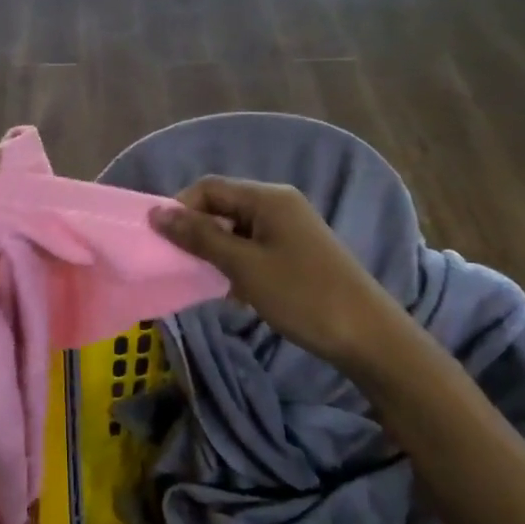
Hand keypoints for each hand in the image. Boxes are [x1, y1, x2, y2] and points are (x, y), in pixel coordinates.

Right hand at [150, 176, 392, 367]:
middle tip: (180, 264)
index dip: (180, 208)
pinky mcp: (297, 252)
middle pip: (223, 206)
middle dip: (197, 231)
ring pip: (236, 230)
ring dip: (215, 251)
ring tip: (204, 281)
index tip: (162, 242)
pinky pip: (254, 247)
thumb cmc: (302, 295)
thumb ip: (199, 237)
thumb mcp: (244, 266)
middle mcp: (279, 204)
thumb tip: (157, 213)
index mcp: (268, 198)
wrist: (367, 336)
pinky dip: (236, 264)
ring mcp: (290, 229)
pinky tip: (232, 292)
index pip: (209, 188)